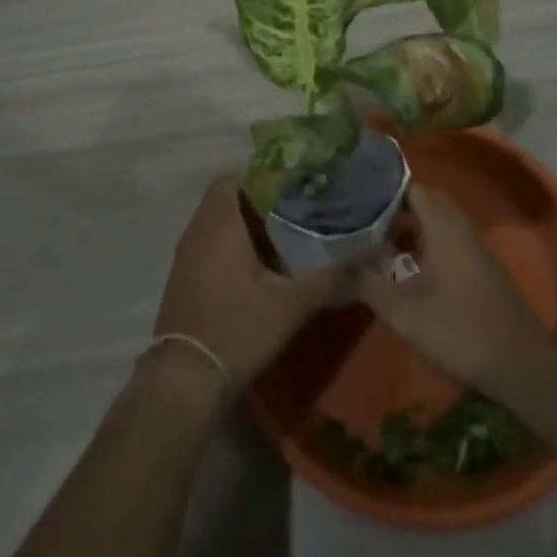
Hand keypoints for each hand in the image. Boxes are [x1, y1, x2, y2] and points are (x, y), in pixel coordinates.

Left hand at [153, 175, 349, 386]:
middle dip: (259, 202)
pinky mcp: (183, 277)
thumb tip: (373, 256)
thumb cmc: (238, 328)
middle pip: (227, 198)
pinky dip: (231, 246)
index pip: (232, 177)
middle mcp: (197, 230)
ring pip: (217, 222)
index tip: (292, 188)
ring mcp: (186, 255)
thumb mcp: (292, 304)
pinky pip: (208, 244)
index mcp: (220, 223)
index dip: (262, 177)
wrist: (186, 379)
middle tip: (296, 213)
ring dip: (246, 226)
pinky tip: (259, 269)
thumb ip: (332, 277)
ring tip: (284, 238)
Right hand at [353, 186, 551, 395]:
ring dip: (410, 228)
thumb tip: (336, 267)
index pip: (411, 188)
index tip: (356, 197)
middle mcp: (460, 228)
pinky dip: (426, 243)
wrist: (522, 366)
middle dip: (394, 209)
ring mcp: (474, 248)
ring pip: (437, 223)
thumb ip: (369, 286)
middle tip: (363, 221)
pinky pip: (448, 240)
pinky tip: (408, 269)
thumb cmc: (462, 332)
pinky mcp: (481, 268)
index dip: (383, 189)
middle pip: (424, 203)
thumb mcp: (405, 314)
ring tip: (378, 244)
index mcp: (443, 227)